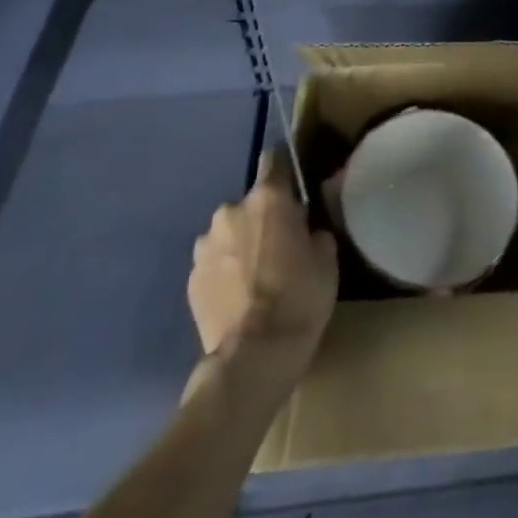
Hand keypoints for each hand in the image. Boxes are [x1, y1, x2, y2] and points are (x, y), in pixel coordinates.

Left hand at [188, 148, 338, 364]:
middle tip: (278, 246)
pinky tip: (238, 298)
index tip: (292, 186)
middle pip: (249, 203)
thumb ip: (313, 228)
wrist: (253, 358)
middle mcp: (230, 211)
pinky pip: (213, 264)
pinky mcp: (190, 280)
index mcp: (268, 199)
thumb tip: (304, 224)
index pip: (273, 159)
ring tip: (255, 277)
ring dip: (239, 245)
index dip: (284, 168)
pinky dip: (224, 272)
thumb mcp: (327, 257)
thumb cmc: (300, 298)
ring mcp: (205, 246)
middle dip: (261, 218)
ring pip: (227, 234)